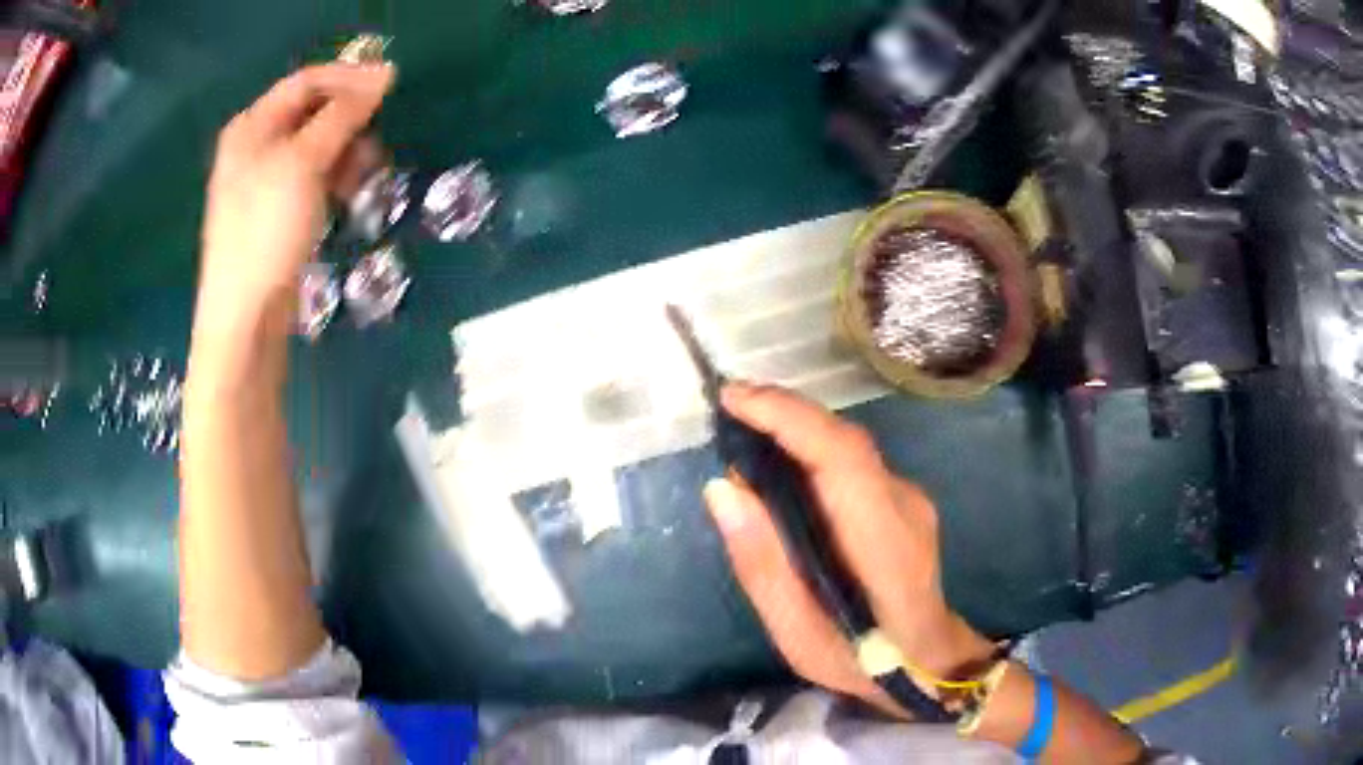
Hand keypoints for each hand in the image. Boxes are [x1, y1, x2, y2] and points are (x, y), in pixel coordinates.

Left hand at [195, 63, 392, 335]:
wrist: (245, 317)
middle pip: (313, 112)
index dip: (348, 79)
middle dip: (349, 121)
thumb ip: (343, 114)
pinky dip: (334, 177)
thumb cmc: (266, 232)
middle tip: (376, 141)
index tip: (391, 87)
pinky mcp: (277, 211)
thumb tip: (385, 74)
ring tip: (364, 176)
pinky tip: (347, 195)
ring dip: (346, 152)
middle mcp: (255, 146)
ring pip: (317, 146)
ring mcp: (265, 181)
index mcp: (252, 126)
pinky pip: (313, 176)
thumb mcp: (303, 163)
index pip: (307, 82)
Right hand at [704, 383, 994, 716]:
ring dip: (796, 427)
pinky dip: (812, 448)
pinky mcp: (903, 499)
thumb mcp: (797, 634)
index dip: (789, 419)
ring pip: (848, 445)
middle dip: (784, 412)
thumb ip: (763, 565)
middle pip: (845, 440)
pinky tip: (781, 464)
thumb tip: (723, 490)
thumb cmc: (860, 659)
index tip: (734, 400)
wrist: (929, 661)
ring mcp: (910, 498)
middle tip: (728, 406)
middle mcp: (904, 505)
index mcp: (884, 544)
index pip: (842, 458)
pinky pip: (852, 461)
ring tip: (743, 427)